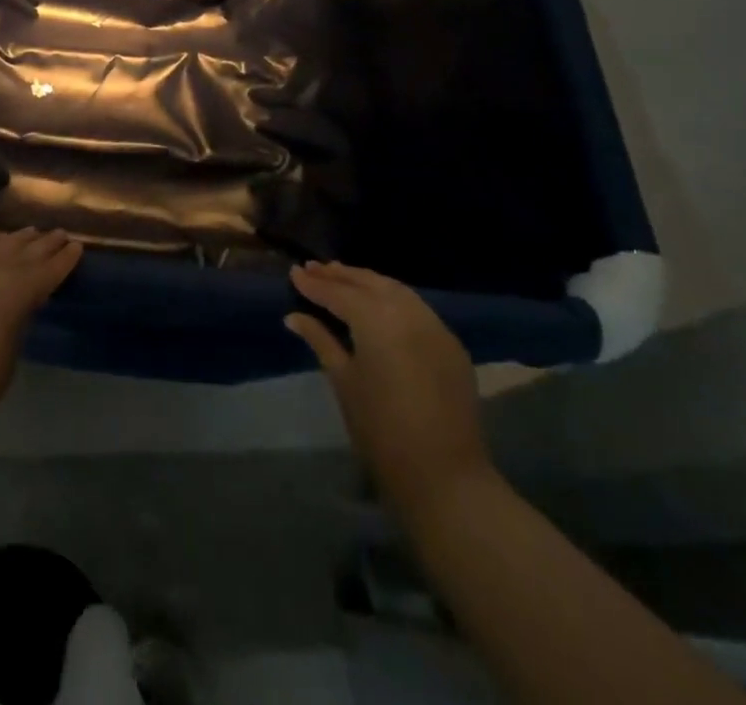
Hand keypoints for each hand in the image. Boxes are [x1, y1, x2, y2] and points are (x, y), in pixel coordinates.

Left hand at [0, 228, 82, 454]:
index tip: (78, 247)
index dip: (65, 259)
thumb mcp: (10, 351)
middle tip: (60, 234)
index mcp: (18, 291)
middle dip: (44, 243)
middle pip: (24, 251)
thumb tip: (20, 302)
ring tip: (31, 232)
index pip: (48, 270)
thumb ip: (17, 317)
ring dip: (16, 239)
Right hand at [287, 261, 493, 517]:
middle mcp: (409, 313)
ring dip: (367, 282)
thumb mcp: (343, 381)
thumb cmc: (381, 430)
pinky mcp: (451, 344)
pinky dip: (392, 298)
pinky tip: (378, 303)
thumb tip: (294, 316)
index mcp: (377, 320)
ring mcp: (435, 326)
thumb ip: (320, 340)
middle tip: (315, 268)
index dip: (314, 284)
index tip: (294, 272)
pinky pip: (416, 308)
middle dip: (340, 275)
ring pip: (396, 290)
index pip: (339, 293)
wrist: (445, 477)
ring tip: (342, 276)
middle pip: (369, 283)